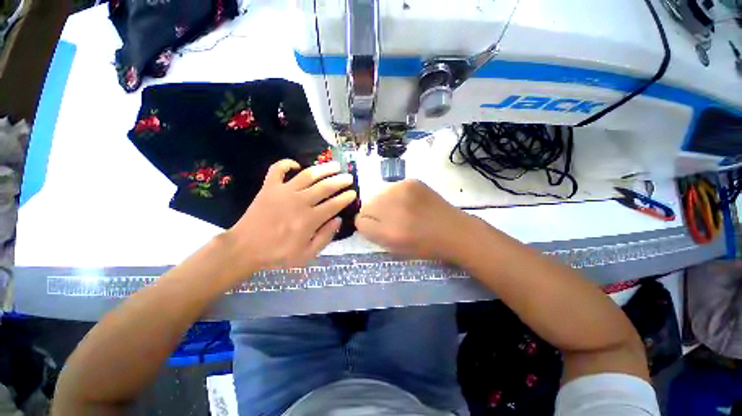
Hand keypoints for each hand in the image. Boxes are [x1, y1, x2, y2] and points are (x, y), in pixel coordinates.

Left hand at [223, 159, 355, 272]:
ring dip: (324, 169)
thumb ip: (325, 237)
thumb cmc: (277, 254)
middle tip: (349, 177)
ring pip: (308, 175)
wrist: (244, 248)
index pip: (334, 204)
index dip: (346, 198)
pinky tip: (296, 165)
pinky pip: (277, 169)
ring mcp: (283, 192)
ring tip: (335, 165)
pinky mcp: (269, 187)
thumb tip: (338, 220)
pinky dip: (286, 163)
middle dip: (340, 181)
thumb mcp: (306, 255)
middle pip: (325, 187)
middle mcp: (300, 202)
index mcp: (310, 219)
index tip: (353, 193)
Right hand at [355, 180, 470, 262]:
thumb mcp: (394, 248)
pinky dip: (396, 195)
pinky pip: (392, 188)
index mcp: (388, 232)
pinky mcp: (411, 181)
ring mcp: (403, 191)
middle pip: (367, 205)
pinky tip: (409, 202)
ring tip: (401, 210)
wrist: (453, 231)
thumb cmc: (424, 246)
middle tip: (390, 219)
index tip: (377, 227)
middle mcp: (393, 208)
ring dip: (384, 203)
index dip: (367, 225)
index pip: (360, 221)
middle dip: (374, 213)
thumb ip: (374, 233)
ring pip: (378, 195)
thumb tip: (363, 219)